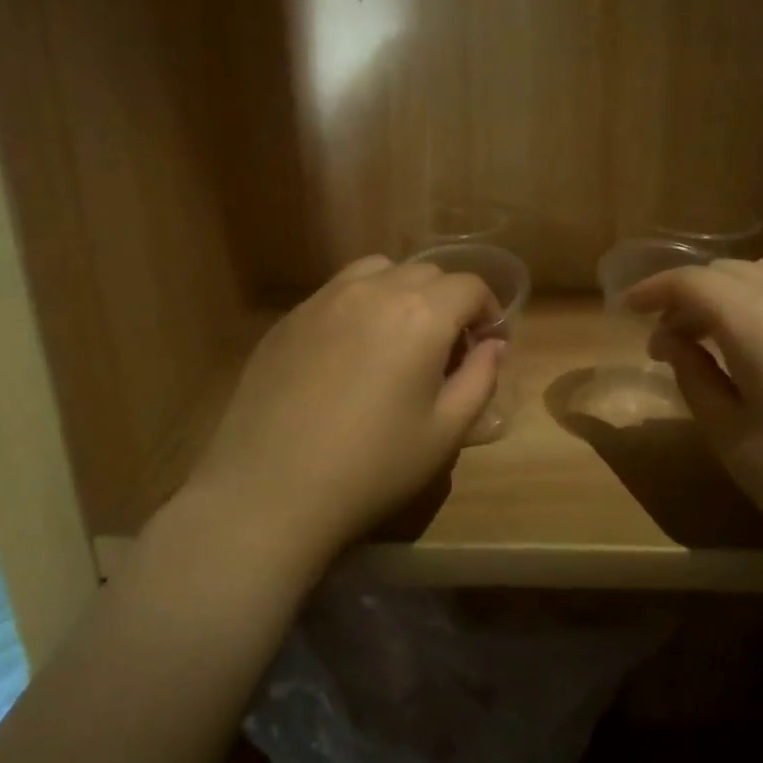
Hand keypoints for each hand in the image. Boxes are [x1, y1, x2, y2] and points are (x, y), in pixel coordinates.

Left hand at [185, 255, 504, 576]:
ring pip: (378, 272)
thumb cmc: (372, 467)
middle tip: (447, 348)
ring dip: (402, 292)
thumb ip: (480, 379)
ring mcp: (324, 299)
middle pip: (426, 273)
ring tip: (399, 337)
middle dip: (448, 301)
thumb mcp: (445, 432)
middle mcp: (372, 290)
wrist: (270, 490)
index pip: (469, 286)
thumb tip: (492, 346)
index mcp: (420, 314)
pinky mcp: (289, 318)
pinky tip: (351, 351)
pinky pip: (337, 292)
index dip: (488, 311)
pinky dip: (361, 304)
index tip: (487, 344)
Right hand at [627, 256, 762, 592]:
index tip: (629, 310)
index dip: (654, 290)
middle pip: (732, 271)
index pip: (694, 282)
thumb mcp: (731, 438)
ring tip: (719, 336)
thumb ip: (695, 377)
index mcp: (762, 323)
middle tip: (670, 338)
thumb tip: (674, 343)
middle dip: (690, 294)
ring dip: (734, 292)